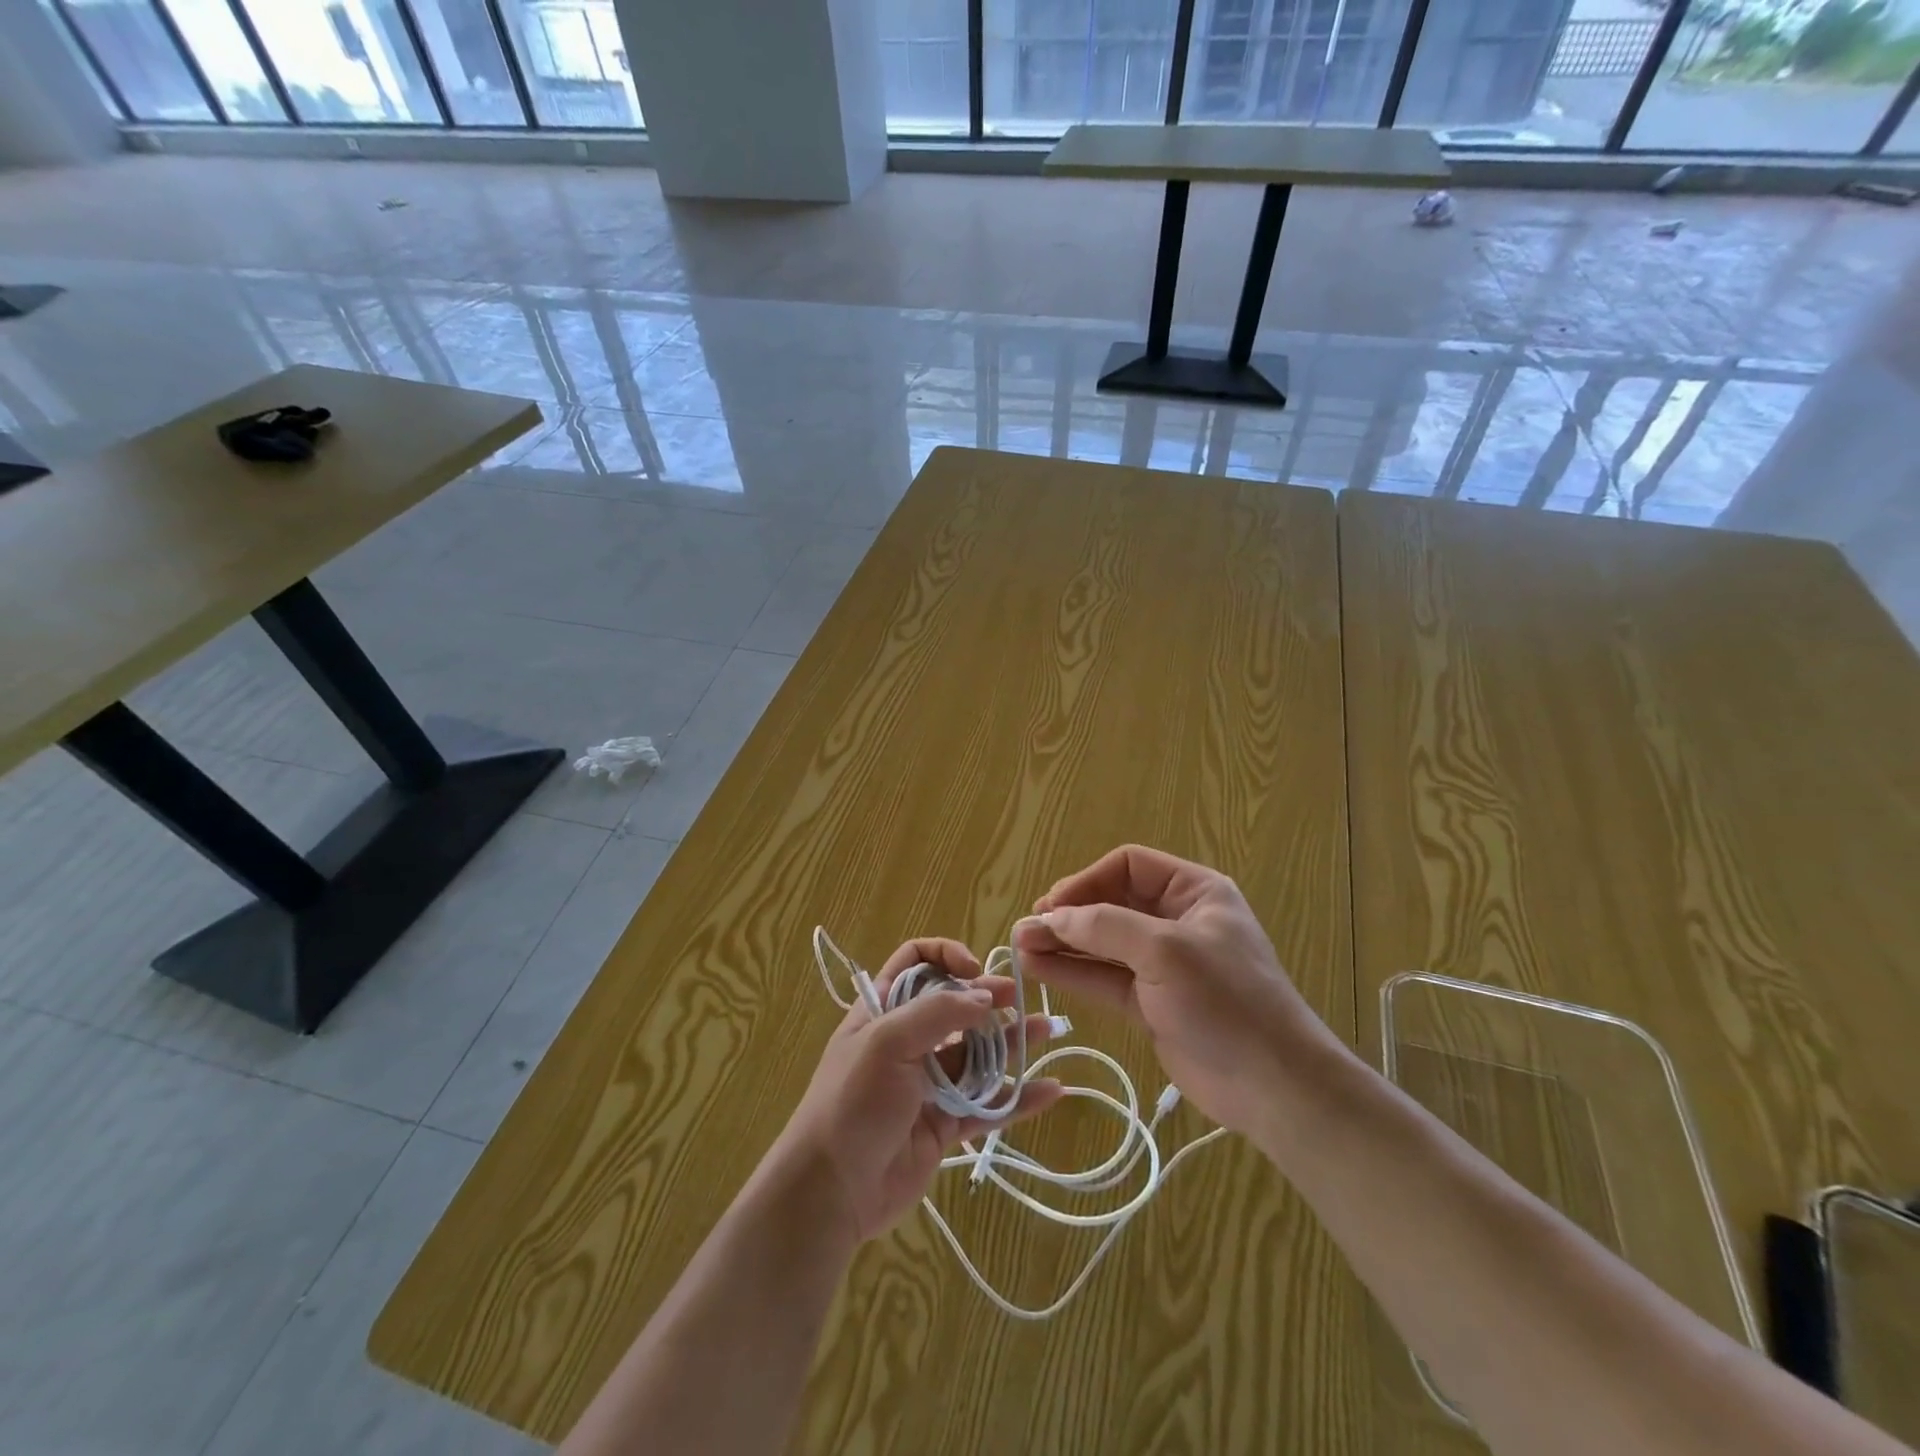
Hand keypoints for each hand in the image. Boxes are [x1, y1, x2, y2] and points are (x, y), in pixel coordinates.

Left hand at [773, 938, 1063, 1244]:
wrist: (830, 1190)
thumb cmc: (853, 1101)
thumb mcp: (886, 1042)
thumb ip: (938, 1013)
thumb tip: (986, 996)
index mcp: (883, 1009)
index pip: (916, 962)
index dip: (946, 956)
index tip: (973, 970)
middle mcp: (907, 1040)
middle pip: (954, 1006)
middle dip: (988, 997)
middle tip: (1018, 1001)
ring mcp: (928, 1083)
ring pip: (977, 1054)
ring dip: (1011, 1041)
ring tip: (1047, 1030)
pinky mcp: (945, 1124)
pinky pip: (987, 1104)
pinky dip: (1017, 1097)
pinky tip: (1050, 1090)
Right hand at [1012, 846, 1336, 1138]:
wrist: (1274, 1086)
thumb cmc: (1226, 1001)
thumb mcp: (1165, 950)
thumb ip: (1104, 926)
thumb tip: (1051, 916)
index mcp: (1193, 892)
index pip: (1128, 866)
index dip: (1087, 880)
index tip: (1053, 905)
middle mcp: (1176, 920)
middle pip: (1110, 904)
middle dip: (1068, 915)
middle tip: (1027, 929)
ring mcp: (1162, 964)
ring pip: (1102, 944)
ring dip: (1063, 944)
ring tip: (1020, 947)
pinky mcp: (1151, 1002)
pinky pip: (1105, 978)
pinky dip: (1073, 973)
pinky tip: (1038, 970)